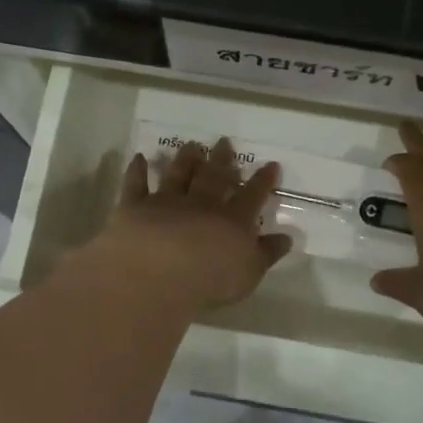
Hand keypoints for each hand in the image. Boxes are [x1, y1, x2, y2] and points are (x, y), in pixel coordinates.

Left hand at [76, 138, 293, 310]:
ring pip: (178, 175)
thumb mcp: (250, 273)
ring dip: (185, 159)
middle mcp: (202, 204)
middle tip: (225, 142)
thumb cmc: (211, 280)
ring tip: (191, 145)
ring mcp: (167, 202)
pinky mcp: (136, 207)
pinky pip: (136, 184)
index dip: (263, 180)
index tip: (271, 165)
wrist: (160, 274)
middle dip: (222, 159)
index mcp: (233, 220)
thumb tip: (287, 238)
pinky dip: (137, 170)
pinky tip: (139, 158)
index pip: (253, 196)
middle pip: (214, 177)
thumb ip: (267, 253)